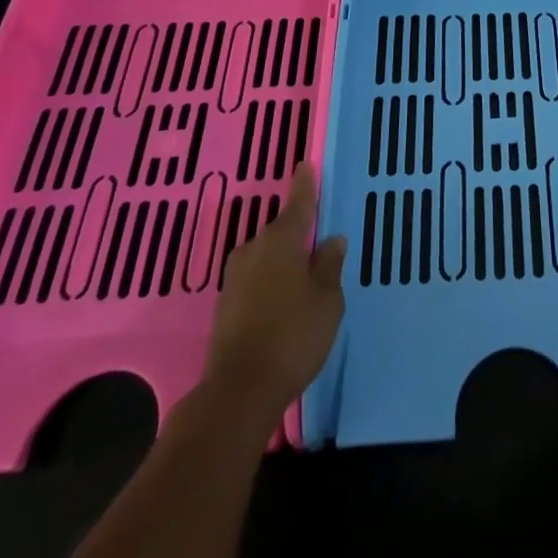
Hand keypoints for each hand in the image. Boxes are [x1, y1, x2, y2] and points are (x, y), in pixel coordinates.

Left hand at [198, 164, 346, 426]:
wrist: (238, 392)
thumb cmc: (293, 336)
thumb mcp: (328, 300)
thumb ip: (330, 266)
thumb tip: (332, 240)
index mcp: (282, 240)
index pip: (298, 203)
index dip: (305, 185)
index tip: (305, 166)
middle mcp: (254, 250)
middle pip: (280, 231)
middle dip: (297, 233)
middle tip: (316, 240)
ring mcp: (235, 278)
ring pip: (265, 256)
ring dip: (282, 260)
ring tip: (302, 275)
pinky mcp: (225, 305)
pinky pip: (254, 279)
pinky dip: (269, 281)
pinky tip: (282, 299)